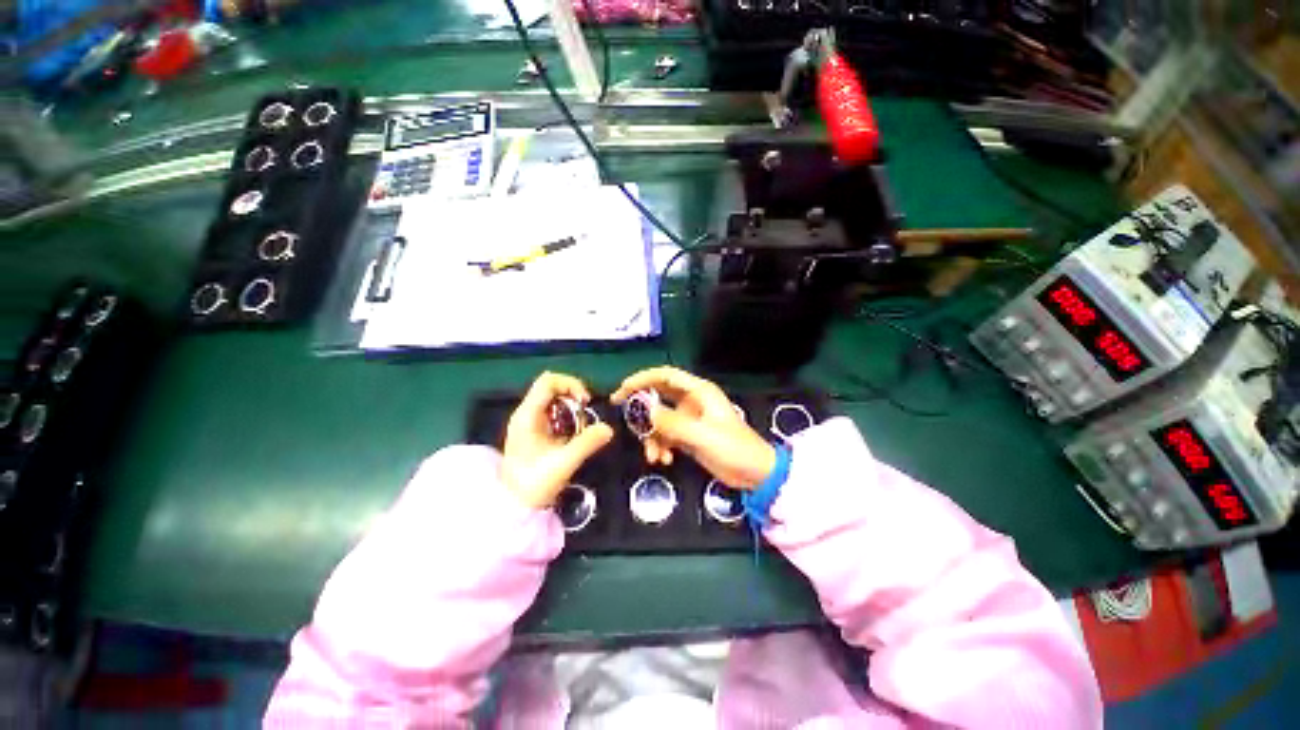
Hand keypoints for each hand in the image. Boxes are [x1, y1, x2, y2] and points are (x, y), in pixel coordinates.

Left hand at [502, 372, 614, 508]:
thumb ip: (587, 443)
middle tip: (585, 414)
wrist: (514, 506)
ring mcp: (528, 421)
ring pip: (553, 399)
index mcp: (527, 415)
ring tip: (581, 426)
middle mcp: (526, 413)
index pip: (549, 381)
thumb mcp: (564, 463)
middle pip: (551, 386)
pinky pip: (553, 412)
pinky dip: (567, 416)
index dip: (571, 384)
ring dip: (571, 407)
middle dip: (573, 395)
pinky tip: (573, 434)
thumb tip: (609, 428)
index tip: (585, 402)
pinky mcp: (533, 430)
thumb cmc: (534, 484)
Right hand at [611, 366, 775, 488]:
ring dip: (652, 436)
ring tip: (653, 456)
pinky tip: (665, 460)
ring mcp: (689, 419)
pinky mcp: (688, 435)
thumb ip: (671, 423)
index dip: (643, 378)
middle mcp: (692, 401)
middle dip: (641, 406)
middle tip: (621, 411)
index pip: (665, 375)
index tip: (623, 389)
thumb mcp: (701, 435)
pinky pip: (666, 435)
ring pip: (660, 419)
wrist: (756, 474)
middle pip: (659, 395)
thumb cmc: (734, 448)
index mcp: (699, 392)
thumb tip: (643, 412)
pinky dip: (661, 446)